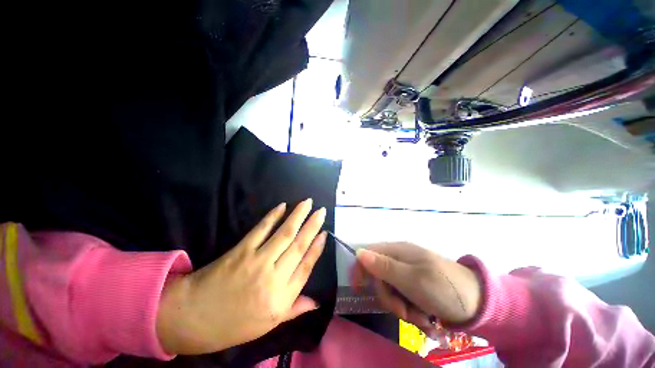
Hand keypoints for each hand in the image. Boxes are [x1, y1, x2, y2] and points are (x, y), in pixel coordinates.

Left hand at [156, 199, 327, 354]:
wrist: (194, 317)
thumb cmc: (234, 324)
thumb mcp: (268, 325)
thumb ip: (294, 309)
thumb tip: (317, 302)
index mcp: (281, 298)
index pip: (306, 267)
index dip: (317, 248)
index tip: (325, 233)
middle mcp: (274, 278)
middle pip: (299, 246)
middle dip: (312, 226)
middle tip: (321, 211)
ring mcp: (257, 261)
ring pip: (284, 234)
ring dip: (297, 216)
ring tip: (308, 203)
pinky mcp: (241, 250)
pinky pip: (261, 229)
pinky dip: (273, 216)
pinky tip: (282, 206)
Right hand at [352, 243, 481, 332]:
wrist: (480, 304)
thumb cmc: (445, 288)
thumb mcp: (412, 279)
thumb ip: (384, 266)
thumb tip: (359, 252)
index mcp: (398, 251)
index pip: (368, 254)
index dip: (360, 269)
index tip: (359, 290)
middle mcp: (400, 261)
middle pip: (378, 277)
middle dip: (388, 298)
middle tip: (403, 311)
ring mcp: (408, 275)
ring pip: (391, 292)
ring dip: (402, 309)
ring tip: (421, 317)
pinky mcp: (416, 288)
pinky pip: (404, 301)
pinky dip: (412, 313)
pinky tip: (426, 318)